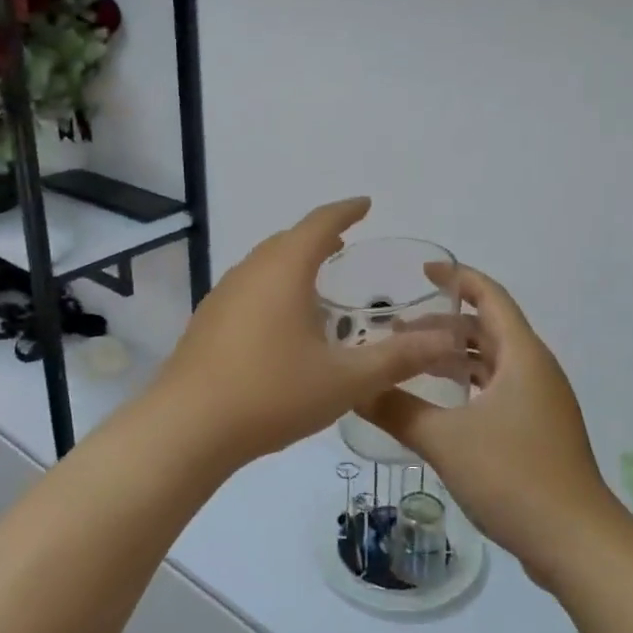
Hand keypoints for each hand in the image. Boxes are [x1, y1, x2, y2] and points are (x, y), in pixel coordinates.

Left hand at [154, 199, 461, 468]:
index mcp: (284, 270)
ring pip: (263, 264)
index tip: (365, 204)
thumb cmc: (271, 394)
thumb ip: (398, 358)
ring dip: (292, 261)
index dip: (345, 211)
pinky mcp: (207, 321)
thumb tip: (446, 340)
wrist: (187, 428)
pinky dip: (272, 286)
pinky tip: (280, 320)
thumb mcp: (345, 380)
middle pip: (287, 240)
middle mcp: (250, 272)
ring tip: (316, 278)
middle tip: (345, 242)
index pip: (319, 224)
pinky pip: (248, 287)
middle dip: (318, 236)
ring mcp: (222, 295)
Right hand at [361, 265, 623, 587]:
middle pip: (488, 330)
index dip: (458, 279)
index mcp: (523, 356)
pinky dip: (467, 388)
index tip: (421, 273)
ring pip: (492, 364)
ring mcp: (540, 405)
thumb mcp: (445, 440)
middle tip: (396, 330)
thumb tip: (353, 387)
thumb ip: (397, 410)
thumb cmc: (514, 476)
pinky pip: (497, 392)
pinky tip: (438, 407)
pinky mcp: (538, 434)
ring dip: (454, 358)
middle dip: (443, 325)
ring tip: (409, 363)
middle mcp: (535, 371)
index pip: (490, 297)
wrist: (578, 545)